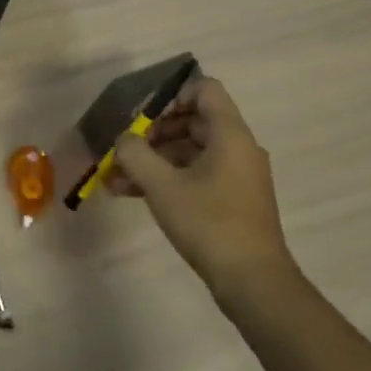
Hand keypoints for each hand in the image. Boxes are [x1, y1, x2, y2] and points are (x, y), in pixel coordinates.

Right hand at [108, 77, 299, 307]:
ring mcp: (237, 175)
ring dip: (155, 159)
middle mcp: (238, 148)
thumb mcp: (163, 187)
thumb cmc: (209, 224)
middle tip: (126, 150)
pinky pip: (197, 174)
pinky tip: (134, 194)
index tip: (144, 118)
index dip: (172, 96)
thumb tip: (123, 139)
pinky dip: (169, 178)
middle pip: (194, 120)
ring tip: (118, 178)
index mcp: (230, 135)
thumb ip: (136, 155)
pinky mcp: (232, 199)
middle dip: (155, 132)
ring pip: (191, 151)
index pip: (205, 89)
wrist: (253, 281)